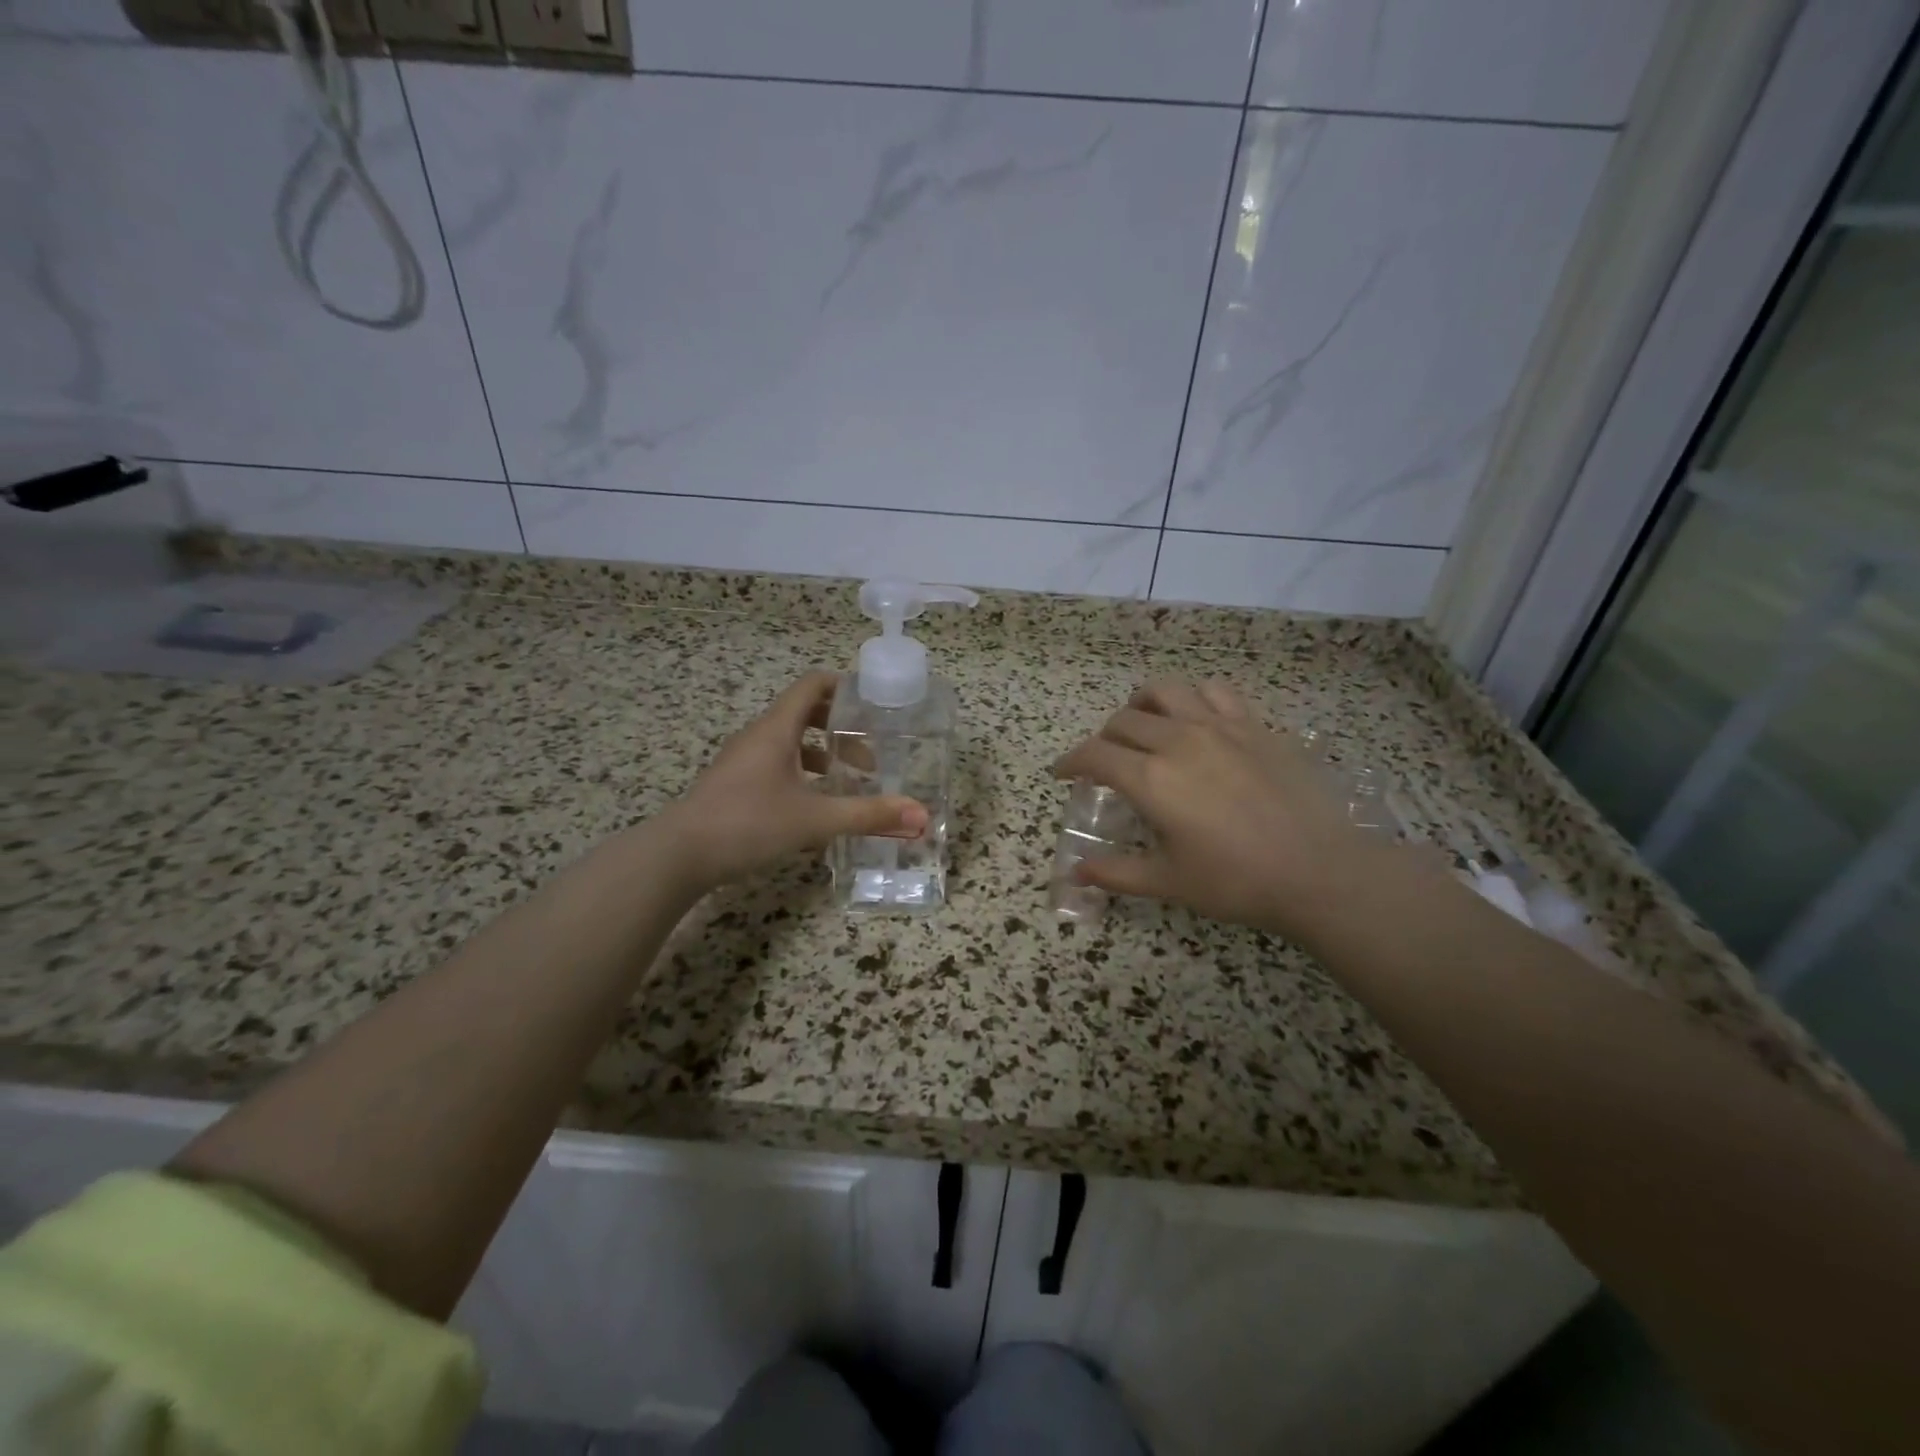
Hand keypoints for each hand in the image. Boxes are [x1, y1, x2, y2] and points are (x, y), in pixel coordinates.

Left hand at [659, 671, 927, 892]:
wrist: (678, 856)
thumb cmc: (747, 824)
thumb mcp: (815, 820)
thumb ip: (868, 815)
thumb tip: (920, 817)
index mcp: (776, 728)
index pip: (813, 684)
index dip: (845, 686)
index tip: (875, 703)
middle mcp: (758, 736)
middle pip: (804, 712)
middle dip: (840, 726)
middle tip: (870, 751)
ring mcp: (742, 760)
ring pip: (789, 742)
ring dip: (821, 753)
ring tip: (849, 779)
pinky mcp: (734, 784)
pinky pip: (775, 764)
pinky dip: (801, 773)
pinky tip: (814, 804)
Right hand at [1052, 680, 1381, 938]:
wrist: (1320, 871)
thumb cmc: (1237, 882)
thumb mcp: (1168, 882)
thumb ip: (1115, 873)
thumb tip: (1074, 873)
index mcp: (1151, 779)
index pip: (1094, 756)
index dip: (1070, 762)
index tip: (1062, 774)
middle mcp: (1178, 740)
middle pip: (1123, 721)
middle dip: (1103, 740)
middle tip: (1106, 764)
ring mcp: (1219, 727)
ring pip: (1165, 691)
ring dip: (1142, 705)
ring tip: (1144, 725)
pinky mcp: (1254, 725)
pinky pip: (1213, 692)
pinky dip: (1193, 698)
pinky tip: (1196, 719)